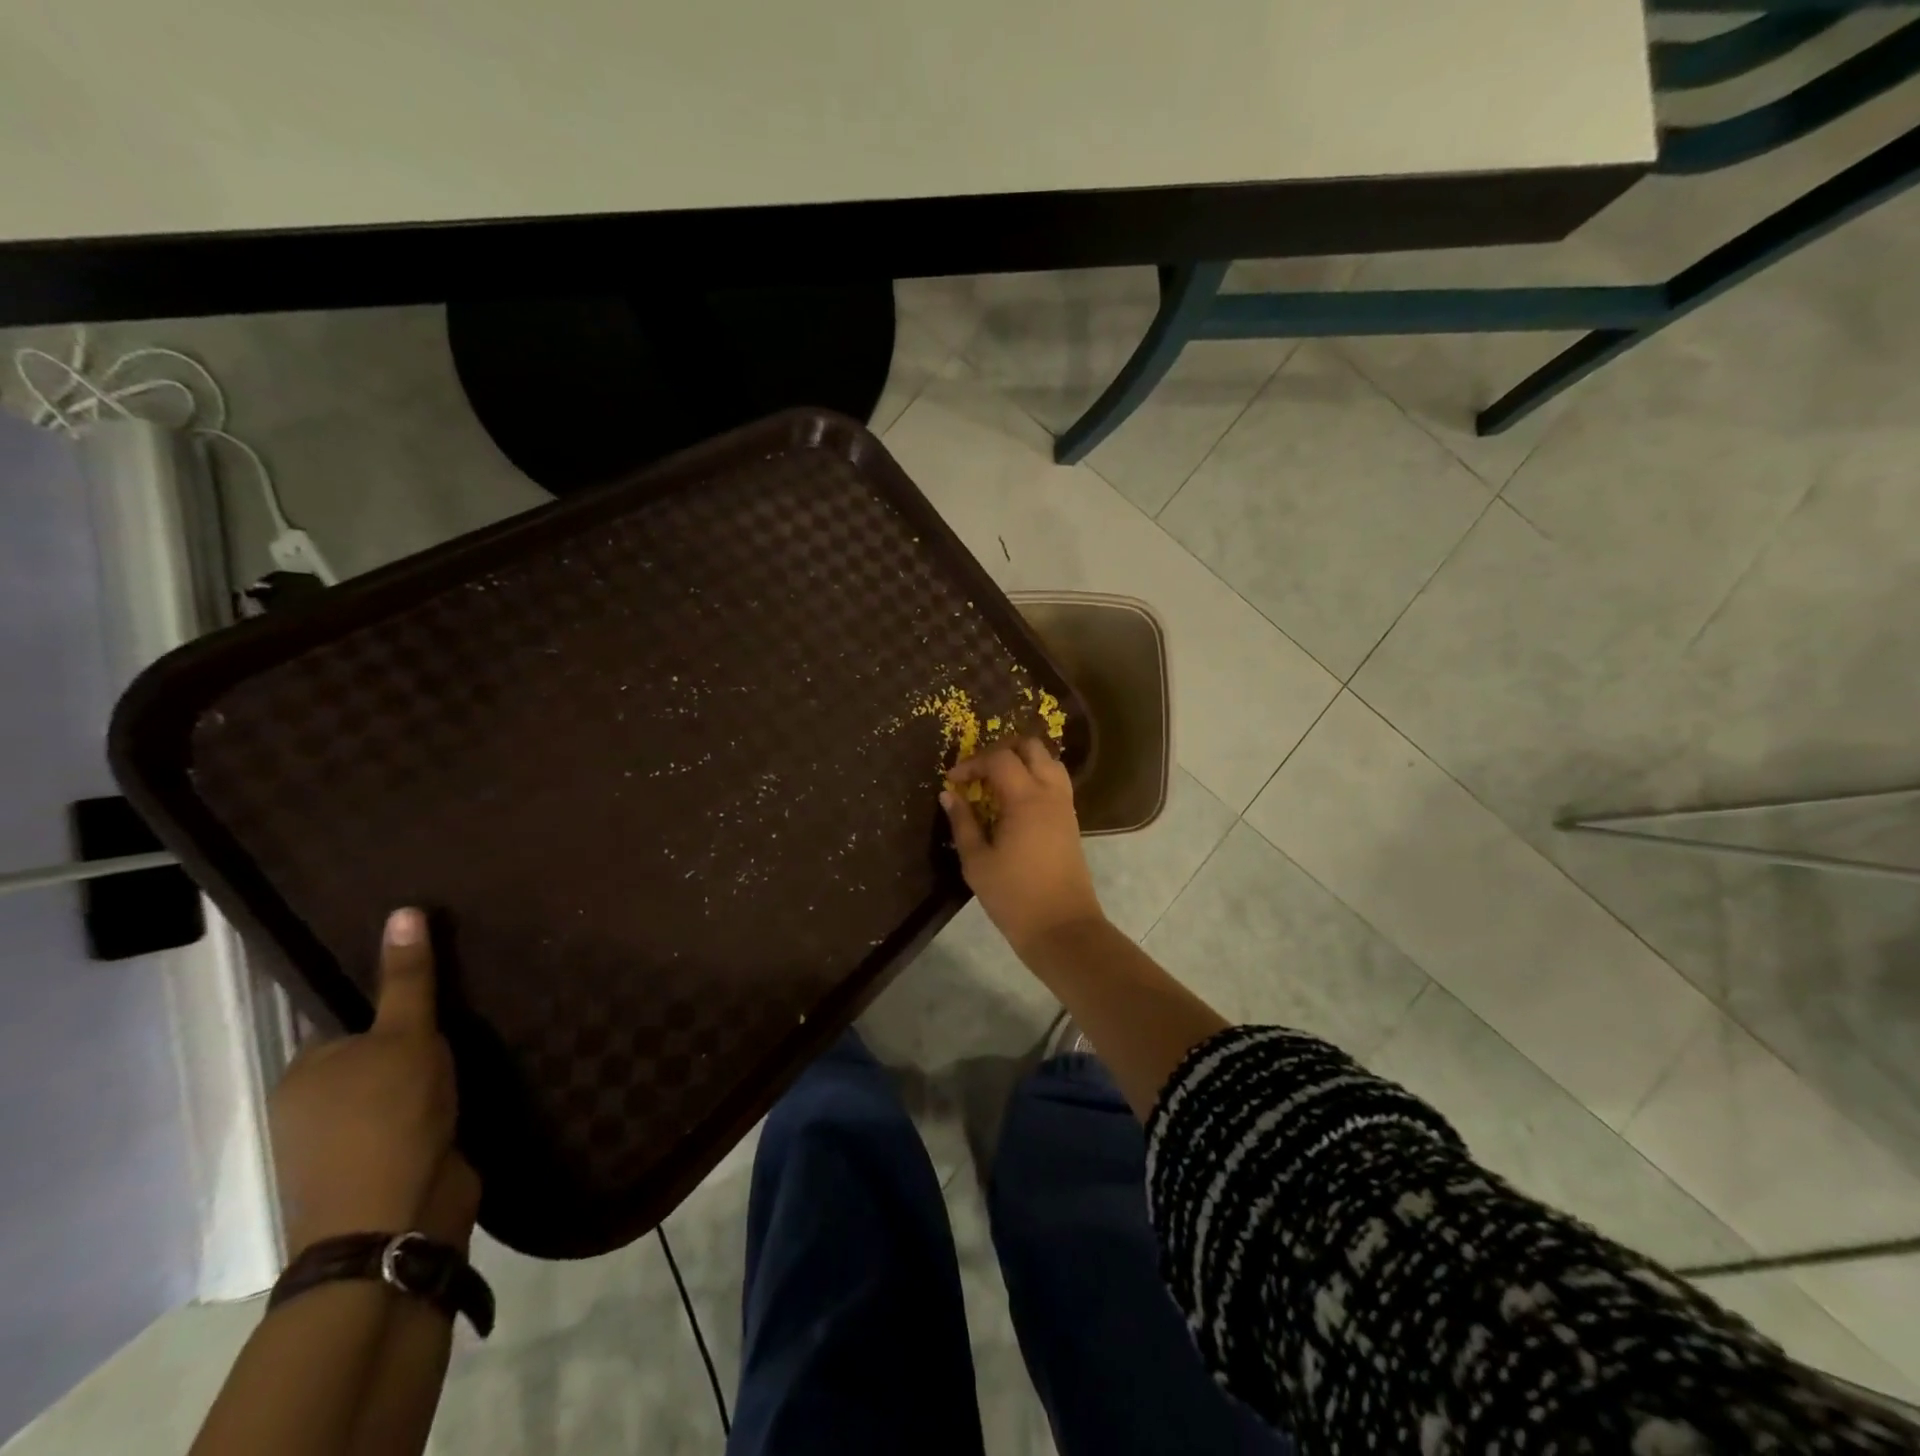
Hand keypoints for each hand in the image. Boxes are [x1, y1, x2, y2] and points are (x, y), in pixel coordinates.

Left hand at [270, 908, 476, 1258]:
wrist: (396, 1221)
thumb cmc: (388, 1117)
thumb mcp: (405, 1035)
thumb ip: (408, 978)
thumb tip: (403, 909)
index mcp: (305, 1071)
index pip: (347, 1017)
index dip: (391, 997)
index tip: (439, 977)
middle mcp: (316, 1105)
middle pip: (375, 1051)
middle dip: (418, 1033)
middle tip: (473, 1000)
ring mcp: (350, 1141)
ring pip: (399, 1085)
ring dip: (434, 1068)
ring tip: (486, 1032)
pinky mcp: (389, 1164)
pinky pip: (418, 1114)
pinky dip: (443, 1099)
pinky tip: (479, 1079)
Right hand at [940, 737, 1105, 956]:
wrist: (1062, 927)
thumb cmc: (1014, 896)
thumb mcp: (977, 861)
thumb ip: (962, 822)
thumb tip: (949, 795)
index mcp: (1026, 799)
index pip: (999, 758)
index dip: (972, 763)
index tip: (953, 781)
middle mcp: (1050, 793)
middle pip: (1031, 747)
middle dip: (1000, 750)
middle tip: (977, 772)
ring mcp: (1065, 805)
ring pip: (1048, 761)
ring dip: (1021, 761)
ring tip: (995, 782)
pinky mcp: (1071, 820)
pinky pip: (1055, 781)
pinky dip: (1034, 777)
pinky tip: (1013, 801)